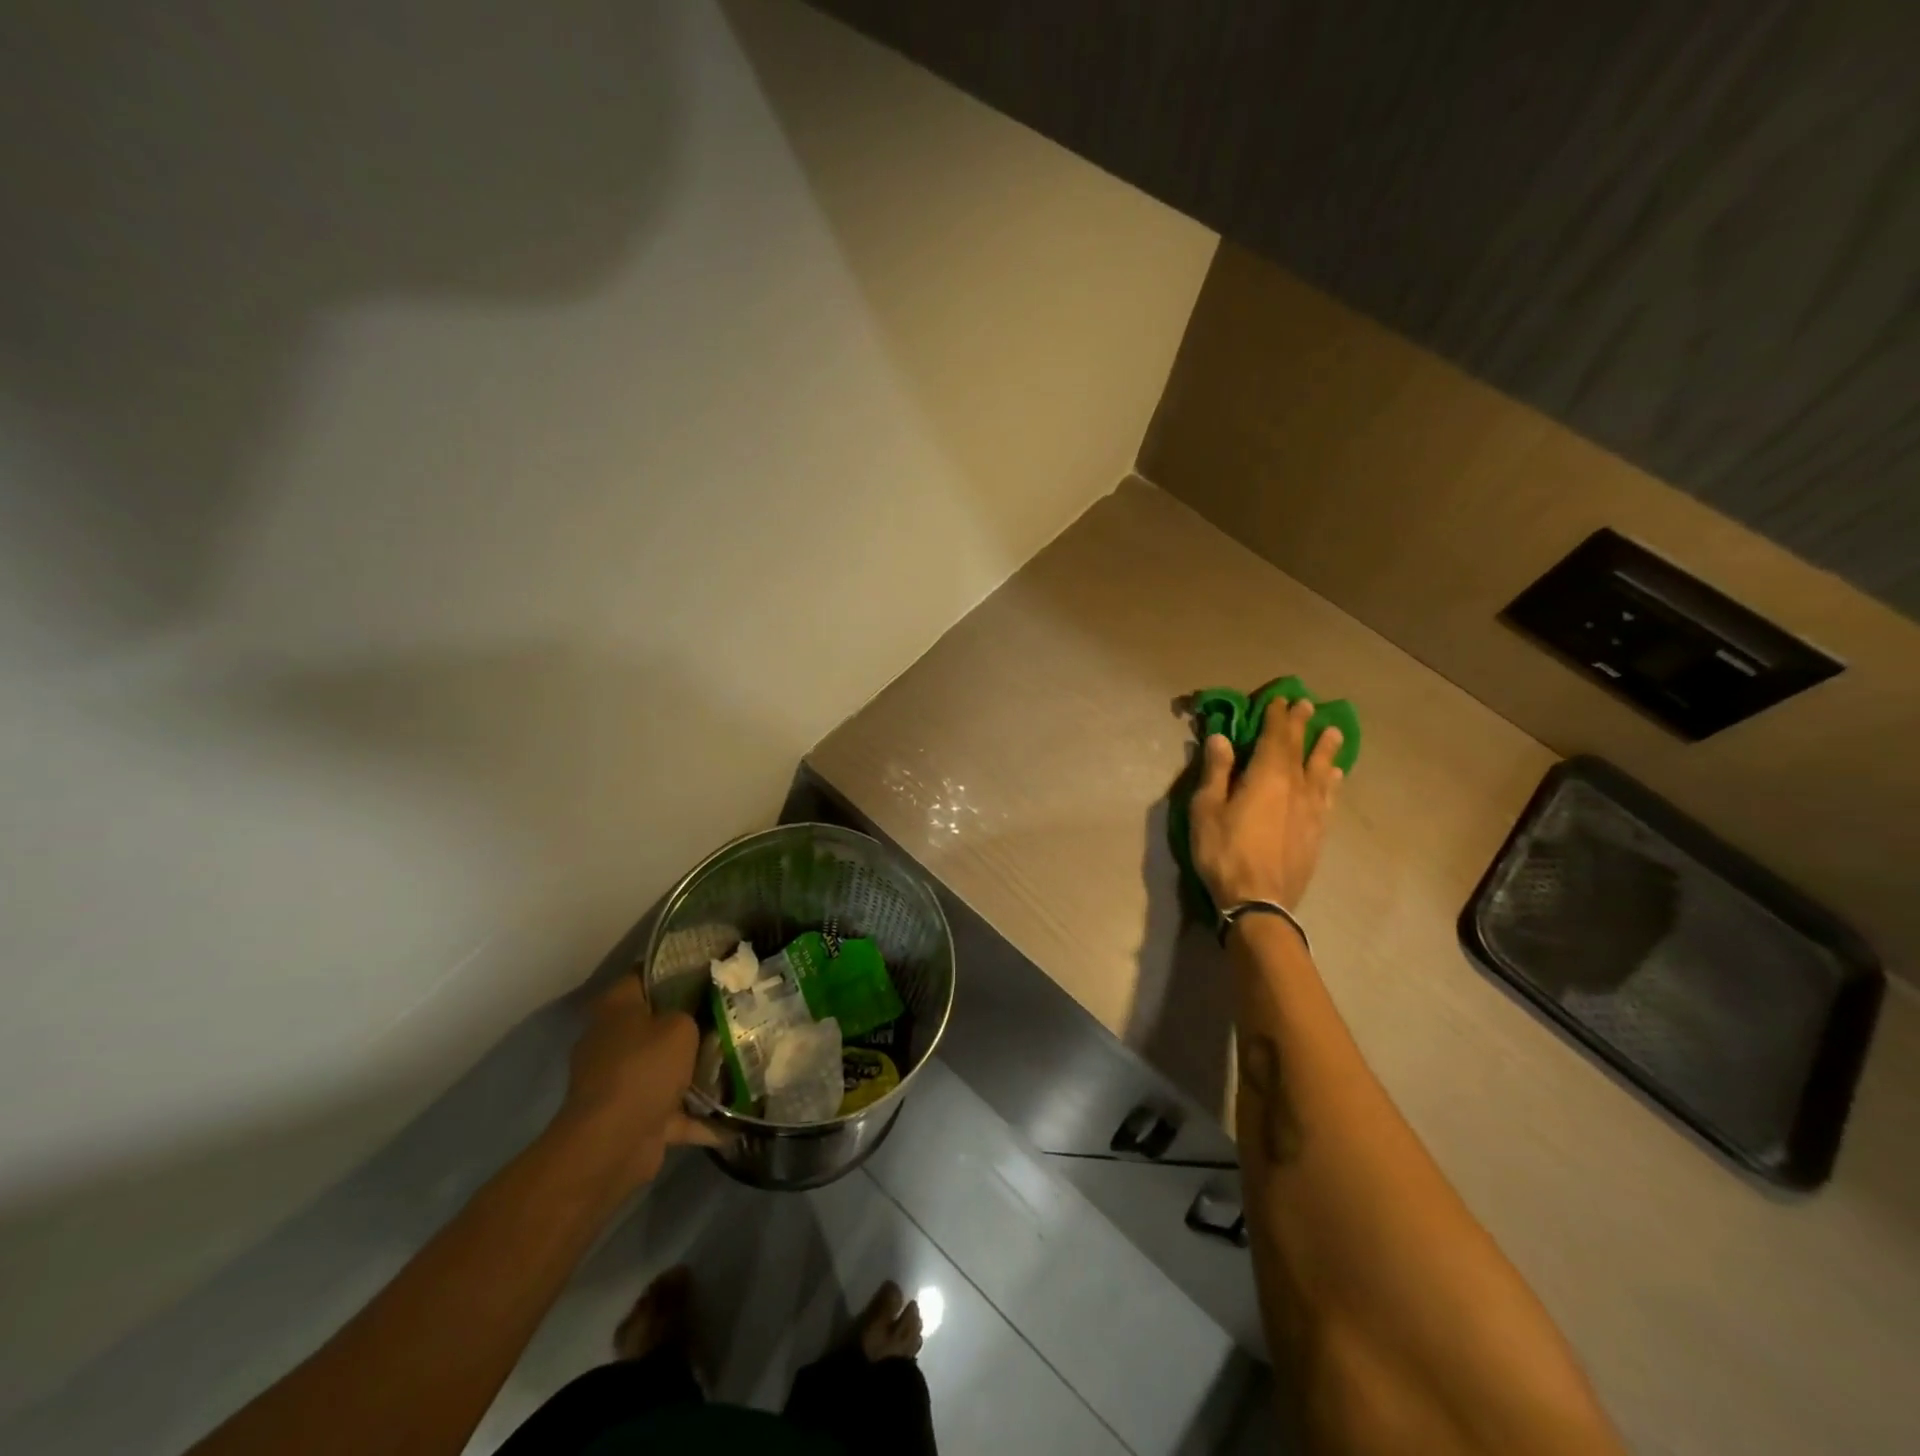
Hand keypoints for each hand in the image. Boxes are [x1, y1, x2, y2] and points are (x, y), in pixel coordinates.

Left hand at [554, 978, 721, 1189]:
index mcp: (616, 1009)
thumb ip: (691, 1014)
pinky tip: (735, 1113)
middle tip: (730, 1010)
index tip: (708, 967)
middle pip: (657, 1022)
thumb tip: (696, 1015)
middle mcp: (613, 1041)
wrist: (612, 1143)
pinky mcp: (634, 1117)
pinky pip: (674, 1111)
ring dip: (696, 1070)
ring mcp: (621, 1082)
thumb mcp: (680, 1027)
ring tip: (739, 1057)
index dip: (674, 968)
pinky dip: (700, 1115)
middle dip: (691, 1020)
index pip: (644, 975)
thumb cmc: (644, 1069)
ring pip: (666, 1067)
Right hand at [1189, 696, 1343, 911]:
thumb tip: (1222, 738)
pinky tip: (1335, 776)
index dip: (1276, 716)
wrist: (1259, 902)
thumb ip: (1216, 772)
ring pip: (1322, 770)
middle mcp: (1296, 786)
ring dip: (1326, 749)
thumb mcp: (1207, 809)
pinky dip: (1332, 781)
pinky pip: (1329, 797)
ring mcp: (1312, 810)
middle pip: (1299, 749)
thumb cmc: (1224, 852)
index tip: (1279, 698)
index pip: (1274, 737)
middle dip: (1300, 725)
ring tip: (1333, 733)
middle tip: (1306, 705)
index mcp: (1267, 776)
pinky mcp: (1318, 832)